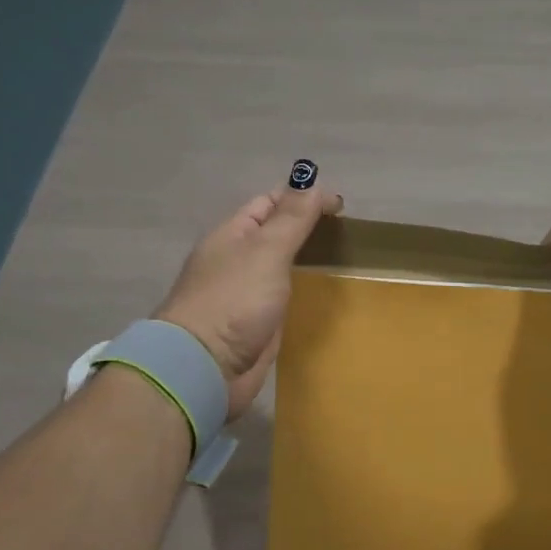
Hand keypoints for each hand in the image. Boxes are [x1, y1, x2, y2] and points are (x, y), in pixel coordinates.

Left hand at [155, 167, 342, 417]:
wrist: (204, 367)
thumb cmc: (234, 301)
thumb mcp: (267, 251)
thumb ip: (292, 218)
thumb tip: (312, 181)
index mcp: (232, 234)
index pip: (270, 203)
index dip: (303, 197)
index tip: (340, 206)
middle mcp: (236, 260)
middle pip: (275, 234)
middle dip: (306, 228)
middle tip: (346, 233)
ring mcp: (244, 294)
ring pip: (280, 267)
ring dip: (305, 260)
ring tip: (342, 258)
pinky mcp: (255, 323)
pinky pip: (282, 297)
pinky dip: (301, 291)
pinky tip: (322, 293)